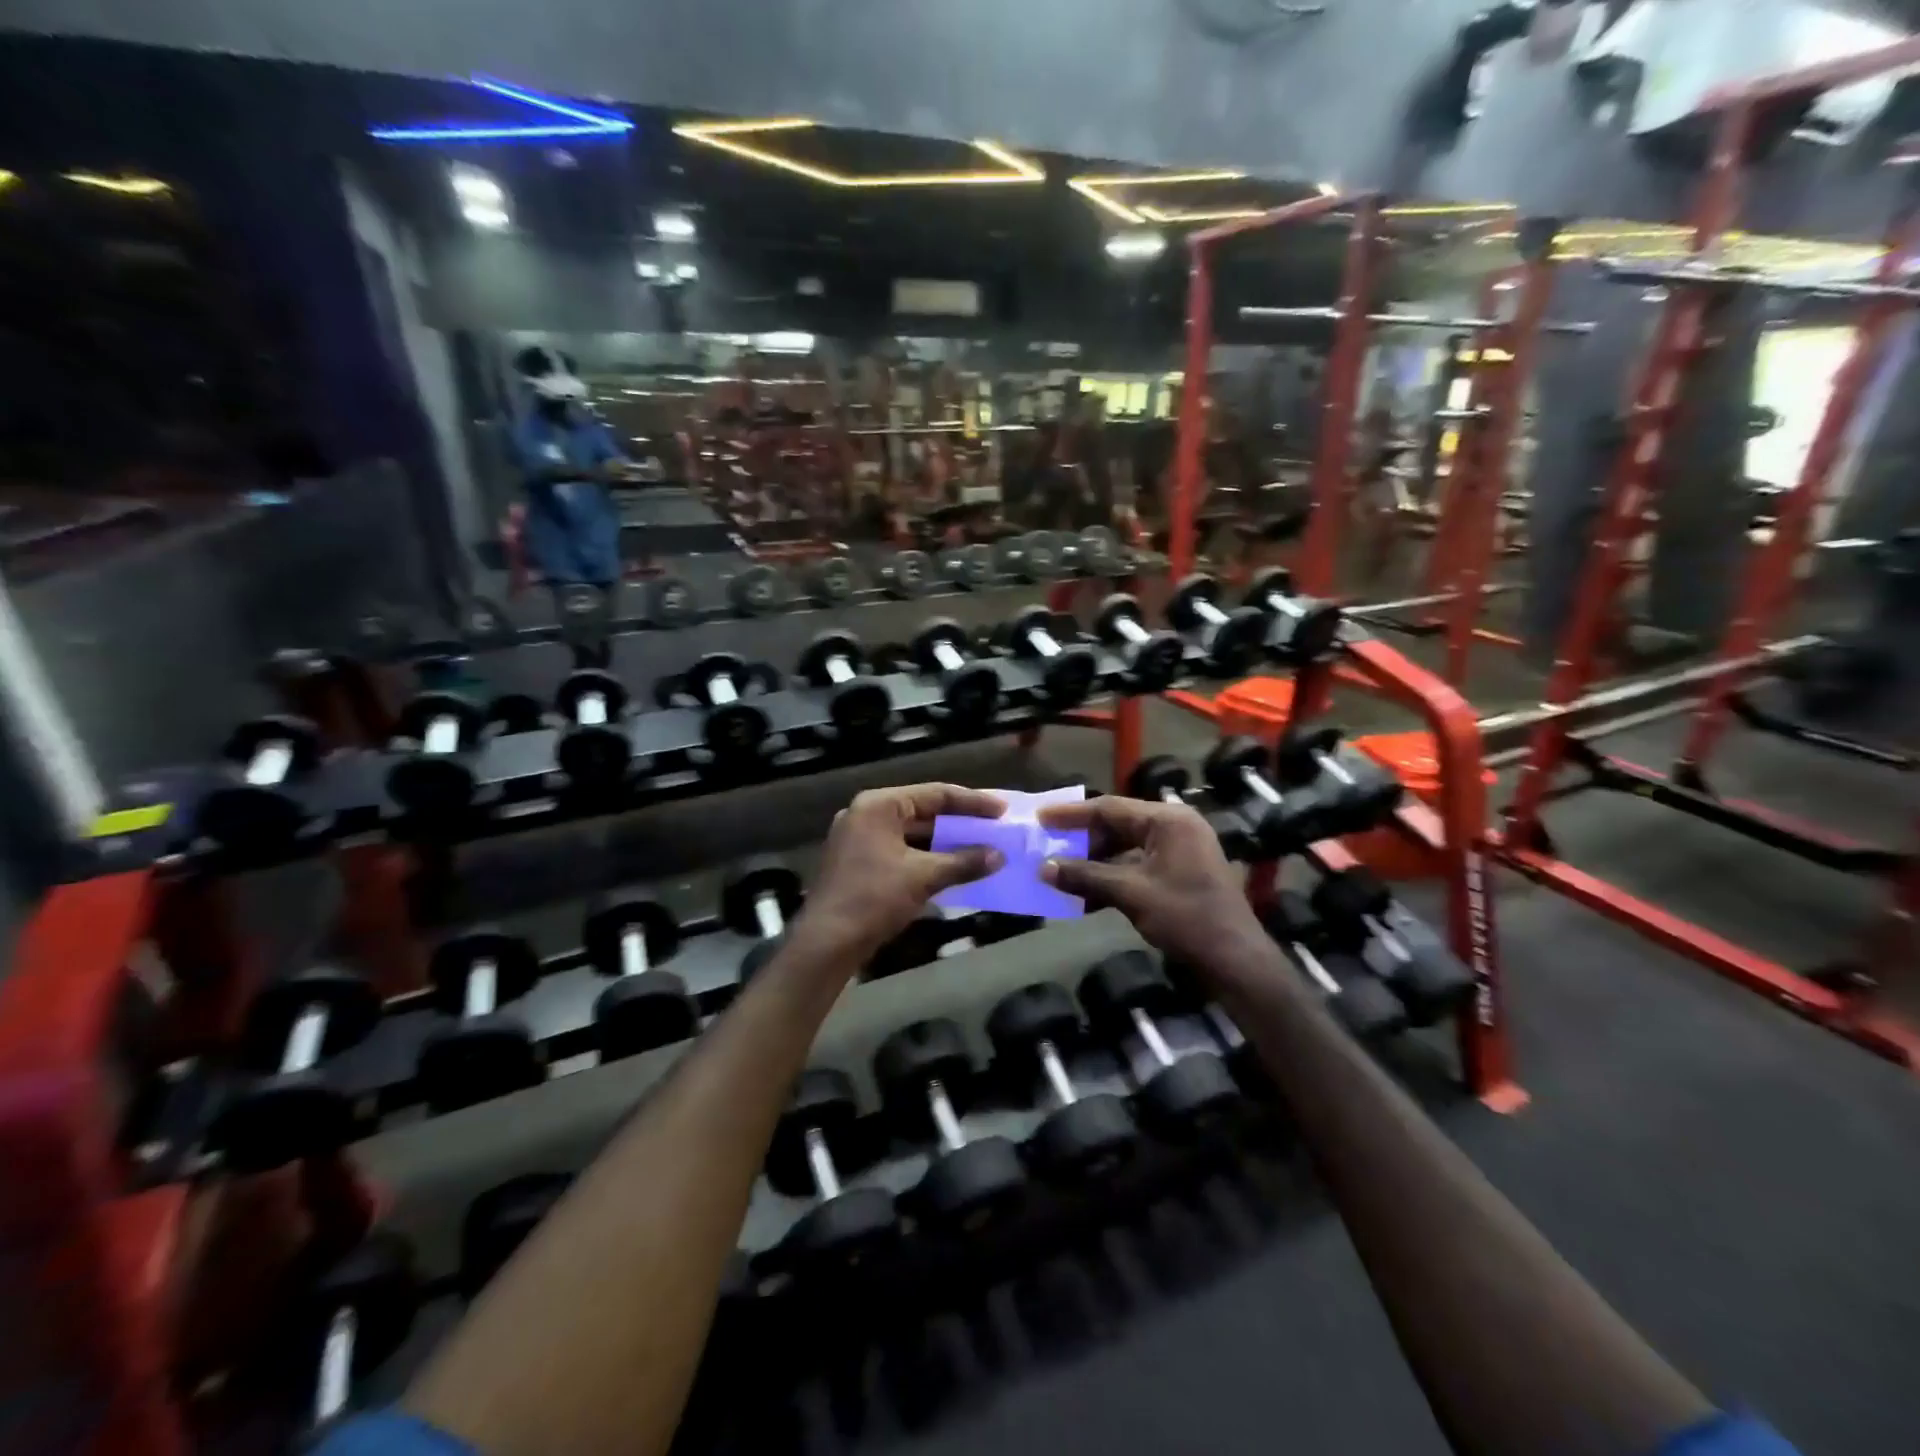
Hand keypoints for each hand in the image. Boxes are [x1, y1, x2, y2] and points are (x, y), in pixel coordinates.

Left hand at [790, 785, 1006, 965]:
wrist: (827, 942)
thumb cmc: (874, 898)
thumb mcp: (923, 876)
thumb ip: (963, 862)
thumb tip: (999, 856)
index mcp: (879, 805)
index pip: (934, 794)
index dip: (972, 802)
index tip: (1001, 810)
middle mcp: (866, 814)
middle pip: (923, 811)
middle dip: (959, 822)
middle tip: (993, 828)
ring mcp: (859, 839)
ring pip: (912, 833)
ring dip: (945, 842)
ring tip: (979, 848)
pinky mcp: (859, 862)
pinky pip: (901, 851)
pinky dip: (927, 857)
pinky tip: (952, 868)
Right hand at [1039, 796, 1270, 980]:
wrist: (1235, 959)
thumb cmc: (1185, 917)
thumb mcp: (1131, 893)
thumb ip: (1086, 876)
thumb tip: (1044, 868)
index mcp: (1168, 820)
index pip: (1110, 807)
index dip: (1071, 814)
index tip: (1040, 817)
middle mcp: (1175, 826)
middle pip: (1118, 824)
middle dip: (1082, 839)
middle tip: (1048, 845)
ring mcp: (1180, 849)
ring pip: (1125, 846)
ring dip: (1095, 861)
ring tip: (1061, 871)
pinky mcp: (1180, 872)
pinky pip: (1137, 864)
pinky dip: (1113, 876)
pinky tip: (1087, 894)